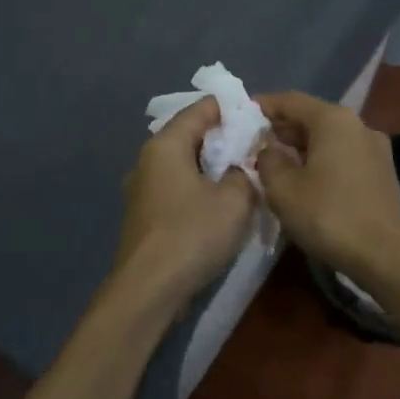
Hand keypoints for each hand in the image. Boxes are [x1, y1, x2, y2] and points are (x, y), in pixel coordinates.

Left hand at [113, 97, 256, 300]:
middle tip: (255, 148)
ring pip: (182, 165)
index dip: (231, 109)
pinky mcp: (143, 216)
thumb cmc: (192, 234)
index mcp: (166, 145)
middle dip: (222, 139)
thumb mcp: (235, 200)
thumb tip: (241, 169)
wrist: (148, 289)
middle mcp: (147, 160)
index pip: (200, 109)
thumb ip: (245, 174)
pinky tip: (217, 204)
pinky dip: (197, 188)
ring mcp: (140, 189)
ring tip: (242, 176)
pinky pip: (175, 188)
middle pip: (188, 136)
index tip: (258, 117)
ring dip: (210, 167)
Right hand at [255, 92, 399, 283]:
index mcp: (334, 120)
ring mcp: (375, 149)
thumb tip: (269, 151)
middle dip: (281, 128)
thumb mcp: (282, 188)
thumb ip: (268, 160)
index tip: (240, 114)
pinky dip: (320, 160)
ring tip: (274, 162)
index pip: (291, 100)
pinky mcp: (382, 172)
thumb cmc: (328, 215)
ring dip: (300, 146)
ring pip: (328, 138)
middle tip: (252, 142)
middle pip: (312, 117)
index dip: (263, 106)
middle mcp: (358, 125)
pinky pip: (342, 155)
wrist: (385, 255)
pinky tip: (304, 179)